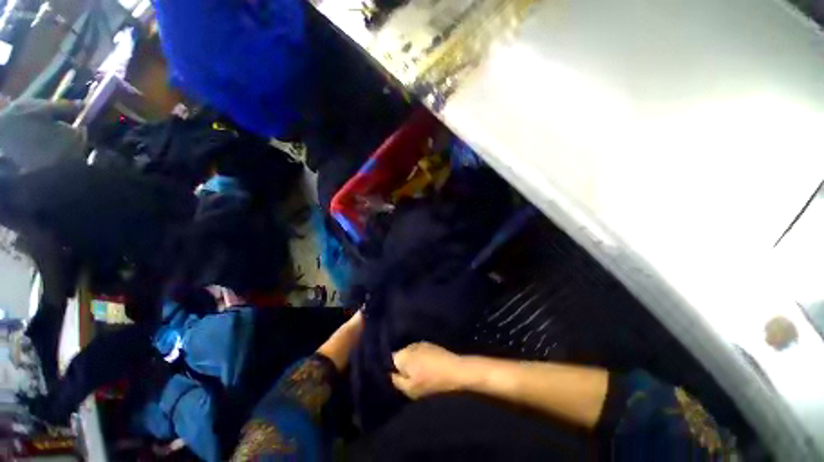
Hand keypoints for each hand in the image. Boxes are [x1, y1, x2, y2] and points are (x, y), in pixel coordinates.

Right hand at [391, 342, 467, 399]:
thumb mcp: (410, 389)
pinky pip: (419, 351)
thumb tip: (390, 374)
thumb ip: (396, 381)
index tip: (395, 377)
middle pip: (400, 356)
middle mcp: (409, 346)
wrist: (454, 370)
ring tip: (418, 373)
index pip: (389, 360)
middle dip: (401, 365)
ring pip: (410, 353)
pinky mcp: (430, 345)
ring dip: (411, 361)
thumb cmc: (431, 381)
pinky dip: (420, 358)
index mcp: (403, 355)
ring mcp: (421, 343)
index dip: (390, 369)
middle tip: (408, 377)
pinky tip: (427, 367)